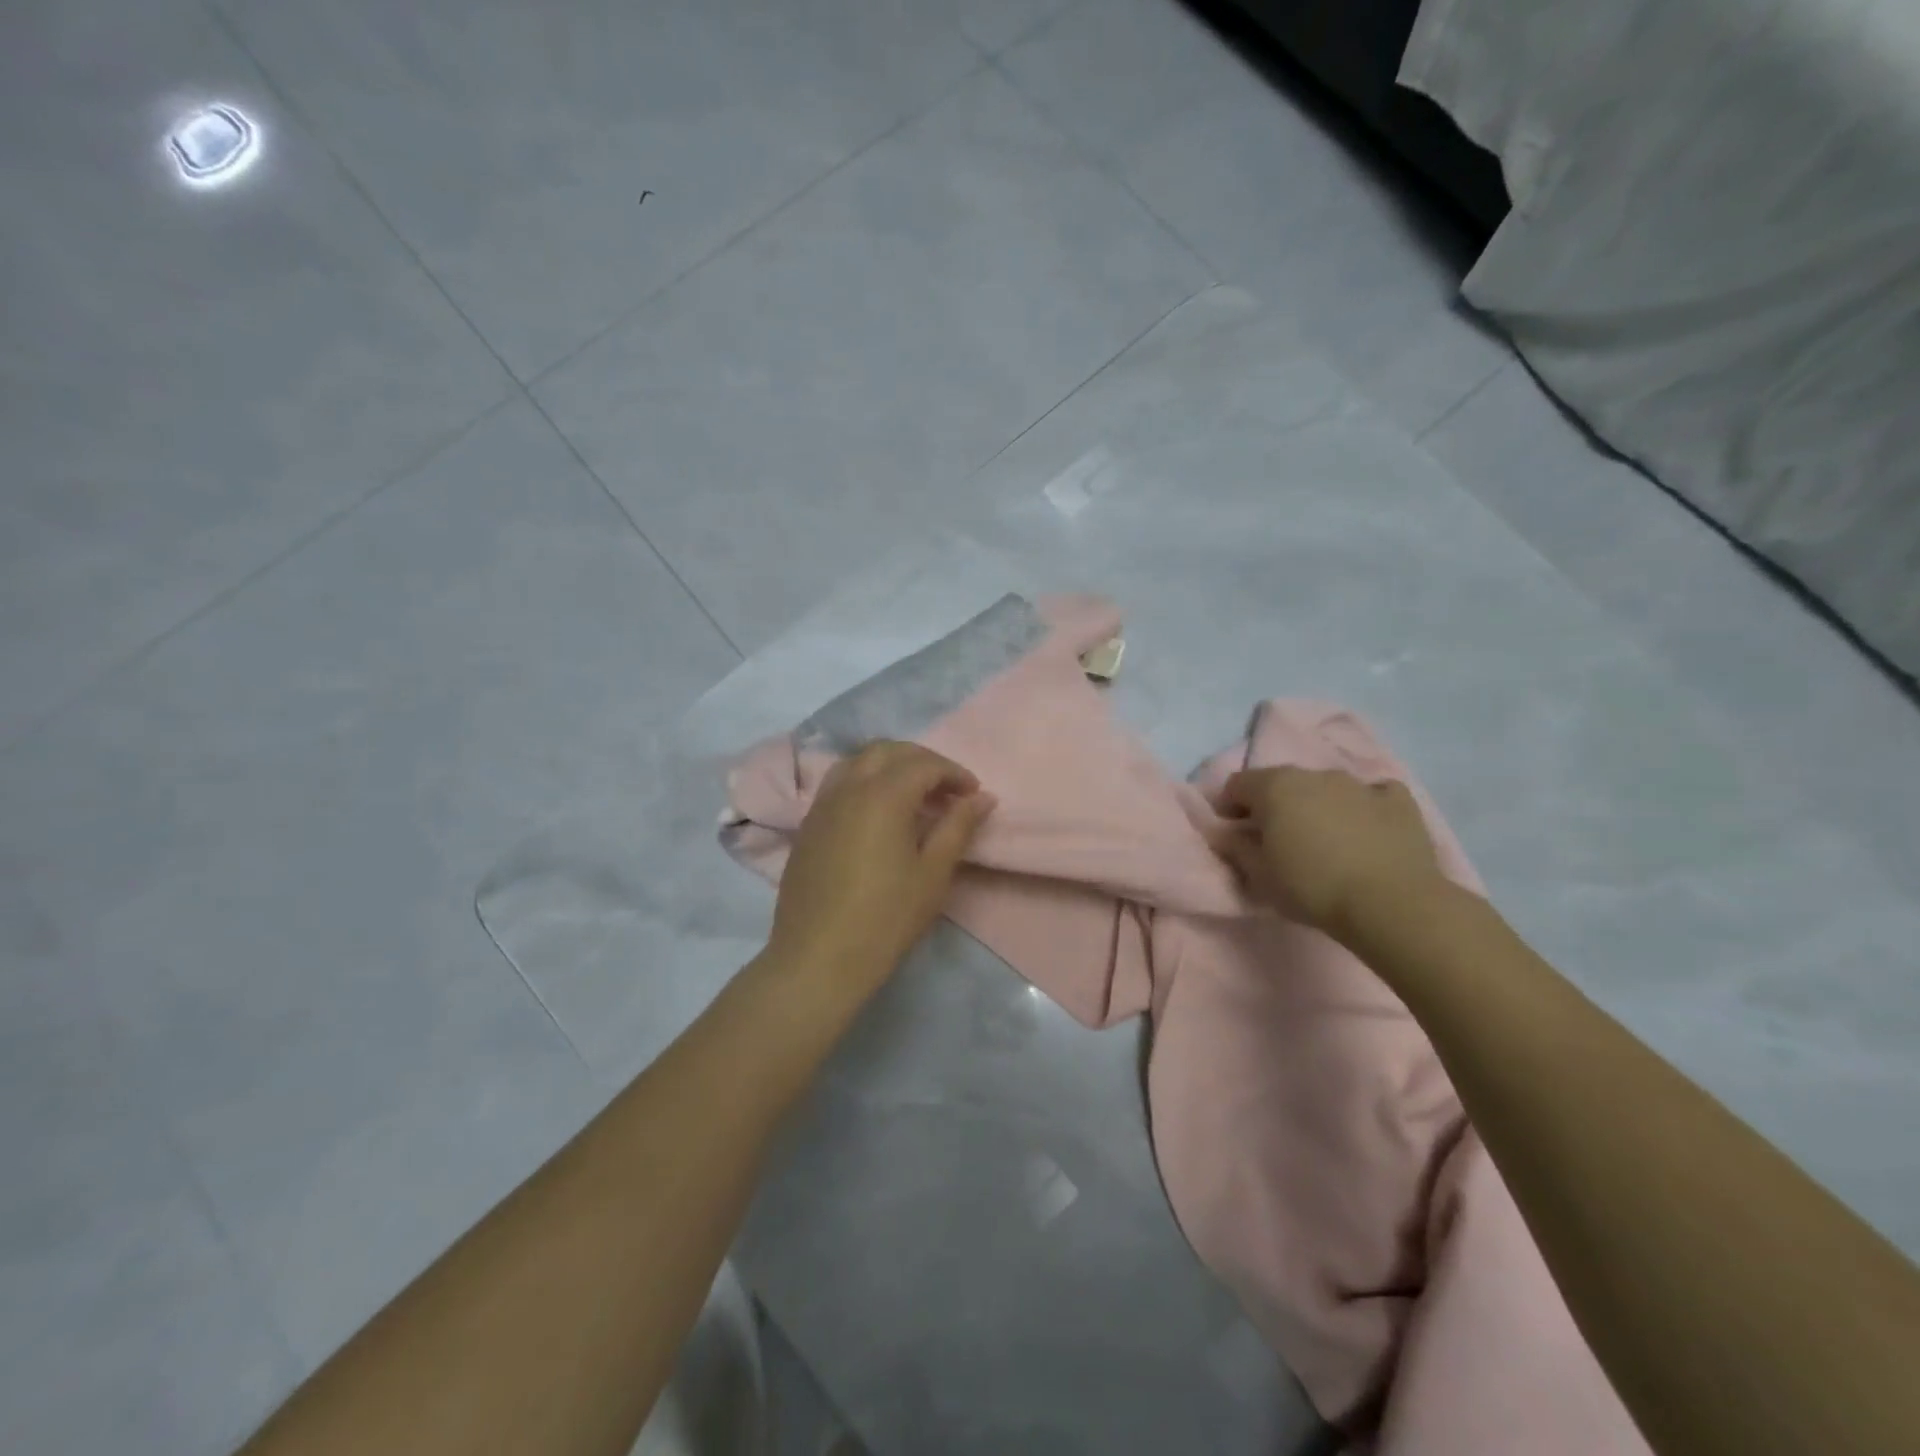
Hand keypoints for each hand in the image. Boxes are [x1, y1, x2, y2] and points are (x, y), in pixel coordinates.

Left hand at [764, 741, 995, 998]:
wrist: (818, 959)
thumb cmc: (885, 918)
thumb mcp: (933, 873)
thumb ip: (958, 826)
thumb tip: (982, 798)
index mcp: (883, 794)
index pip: (924, 764)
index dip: (954, 773)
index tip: (974, 795)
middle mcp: (848, 787)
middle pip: (888, 751)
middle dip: (922, 762)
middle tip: (947, 791)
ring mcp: (822, 804)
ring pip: (858, 762)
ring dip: (890, 767)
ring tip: (913, 798)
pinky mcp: (807, 825)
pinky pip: (839, 784)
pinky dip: (865, 782)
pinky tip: (879, 816)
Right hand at [1211, 766, 1444, 940]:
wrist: (1390, 904)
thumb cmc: (1312, 888)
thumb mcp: (1259, 876)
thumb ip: (1235, 847)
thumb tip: (1226, 832)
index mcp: (1274, 787)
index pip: (1237, 784)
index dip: (1230, 807)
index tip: (1235, 835)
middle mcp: (1314, 774)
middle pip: (1282, 783)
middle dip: (1274, 806)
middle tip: (1277, 841)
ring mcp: (1359, 784)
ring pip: (1326, 788)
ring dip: (1317, 806)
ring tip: (1325, 842)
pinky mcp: (1399, 800)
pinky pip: (1373, 795)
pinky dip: (1364, 808)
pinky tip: (1367, 832)